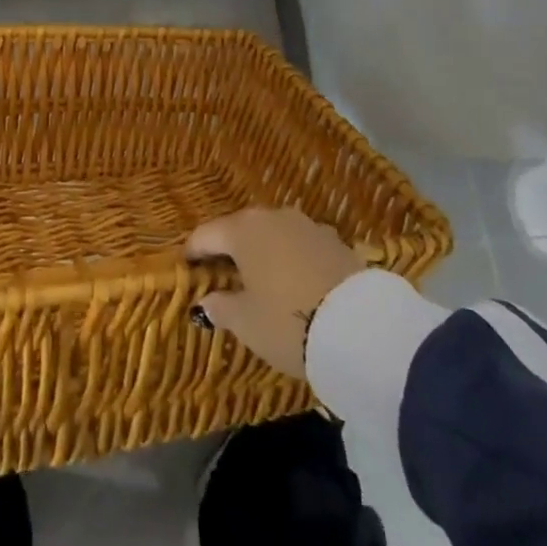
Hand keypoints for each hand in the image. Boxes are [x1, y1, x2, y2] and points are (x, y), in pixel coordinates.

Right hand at [186, 208, 364, 378]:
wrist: (359, 328)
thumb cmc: (287, 322)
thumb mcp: (246, 323)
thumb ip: (221, 307)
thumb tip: (207, 301)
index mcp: (242, 230)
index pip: (206, 234)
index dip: (193, 251)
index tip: (186, 267)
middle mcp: (272, 217)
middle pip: (240, 229)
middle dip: (229, 248)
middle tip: (222, 273)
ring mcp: (306, 225)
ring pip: (274, 234)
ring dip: (263, 251)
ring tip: (261, 278)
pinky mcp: (335, 240)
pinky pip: (302, 245)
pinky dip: (292, 258)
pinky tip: (296, 281)